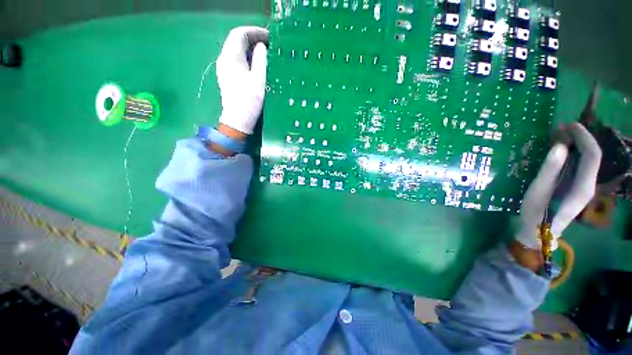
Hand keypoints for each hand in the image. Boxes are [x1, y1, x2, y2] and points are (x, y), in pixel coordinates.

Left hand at [216, 26, 268, 135]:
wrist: (237, 120)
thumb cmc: (249, 102)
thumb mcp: (258, 80)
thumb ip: (260, 60)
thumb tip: (261, 46)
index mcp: (231, 57)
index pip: (239, 34)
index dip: (254, 31)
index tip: (269, 36)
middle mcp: (224, 59)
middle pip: (235, 40)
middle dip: (252, 37)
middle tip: (268, 42)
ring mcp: (224, 67)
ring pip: (235, 49)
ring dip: (249, 46)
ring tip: (264, 51)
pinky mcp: (227, 75)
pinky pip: (236, 58)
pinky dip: (246, 55)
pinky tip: (255, 62)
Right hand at [515, 123, 601, 250]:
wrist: (539, 233)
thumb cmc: (537, 214)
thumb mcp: (538, 191)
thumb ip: (550, 170)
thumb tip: (559, 146)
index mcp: (583, 186)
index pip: (592, 155)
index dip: (583, 137)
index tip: (569, 125)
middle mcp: (589, 184)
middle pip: (591, 155)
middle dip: (579, 138)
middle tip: (559, 129)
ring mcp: (584, 186)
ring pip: (586, 159)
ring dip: (575, 145)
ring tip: (558, 136)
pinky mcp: (576, 187)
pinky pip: (579, 165)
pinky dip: (571, 154)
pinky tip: (559, 151)